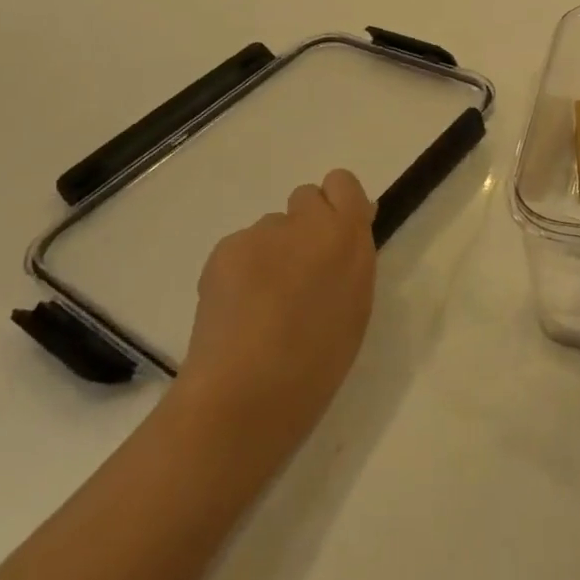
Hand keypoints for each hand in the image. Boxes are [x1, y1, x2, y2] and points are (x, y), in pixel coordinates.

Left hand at [178, 169, 377, 468]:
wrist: (245, 396)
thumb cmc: (316, 362)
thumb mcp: (355, 306)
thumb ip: (352, 258)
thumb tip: (345, 231)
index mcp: (347, 235)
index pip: (342, 183)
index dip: (337, 206)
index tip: (333, 238)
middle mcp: (305, 221)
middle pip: (306, 198)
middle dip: (304, 227)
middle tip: (298, 273)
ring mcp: (261, 233)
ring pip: (271, 228)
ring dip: (272, 253)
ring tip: (262, 305)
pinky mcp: (224, 249)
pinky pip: (240, 248)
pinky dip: (241, 271)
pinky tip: (238, 311)